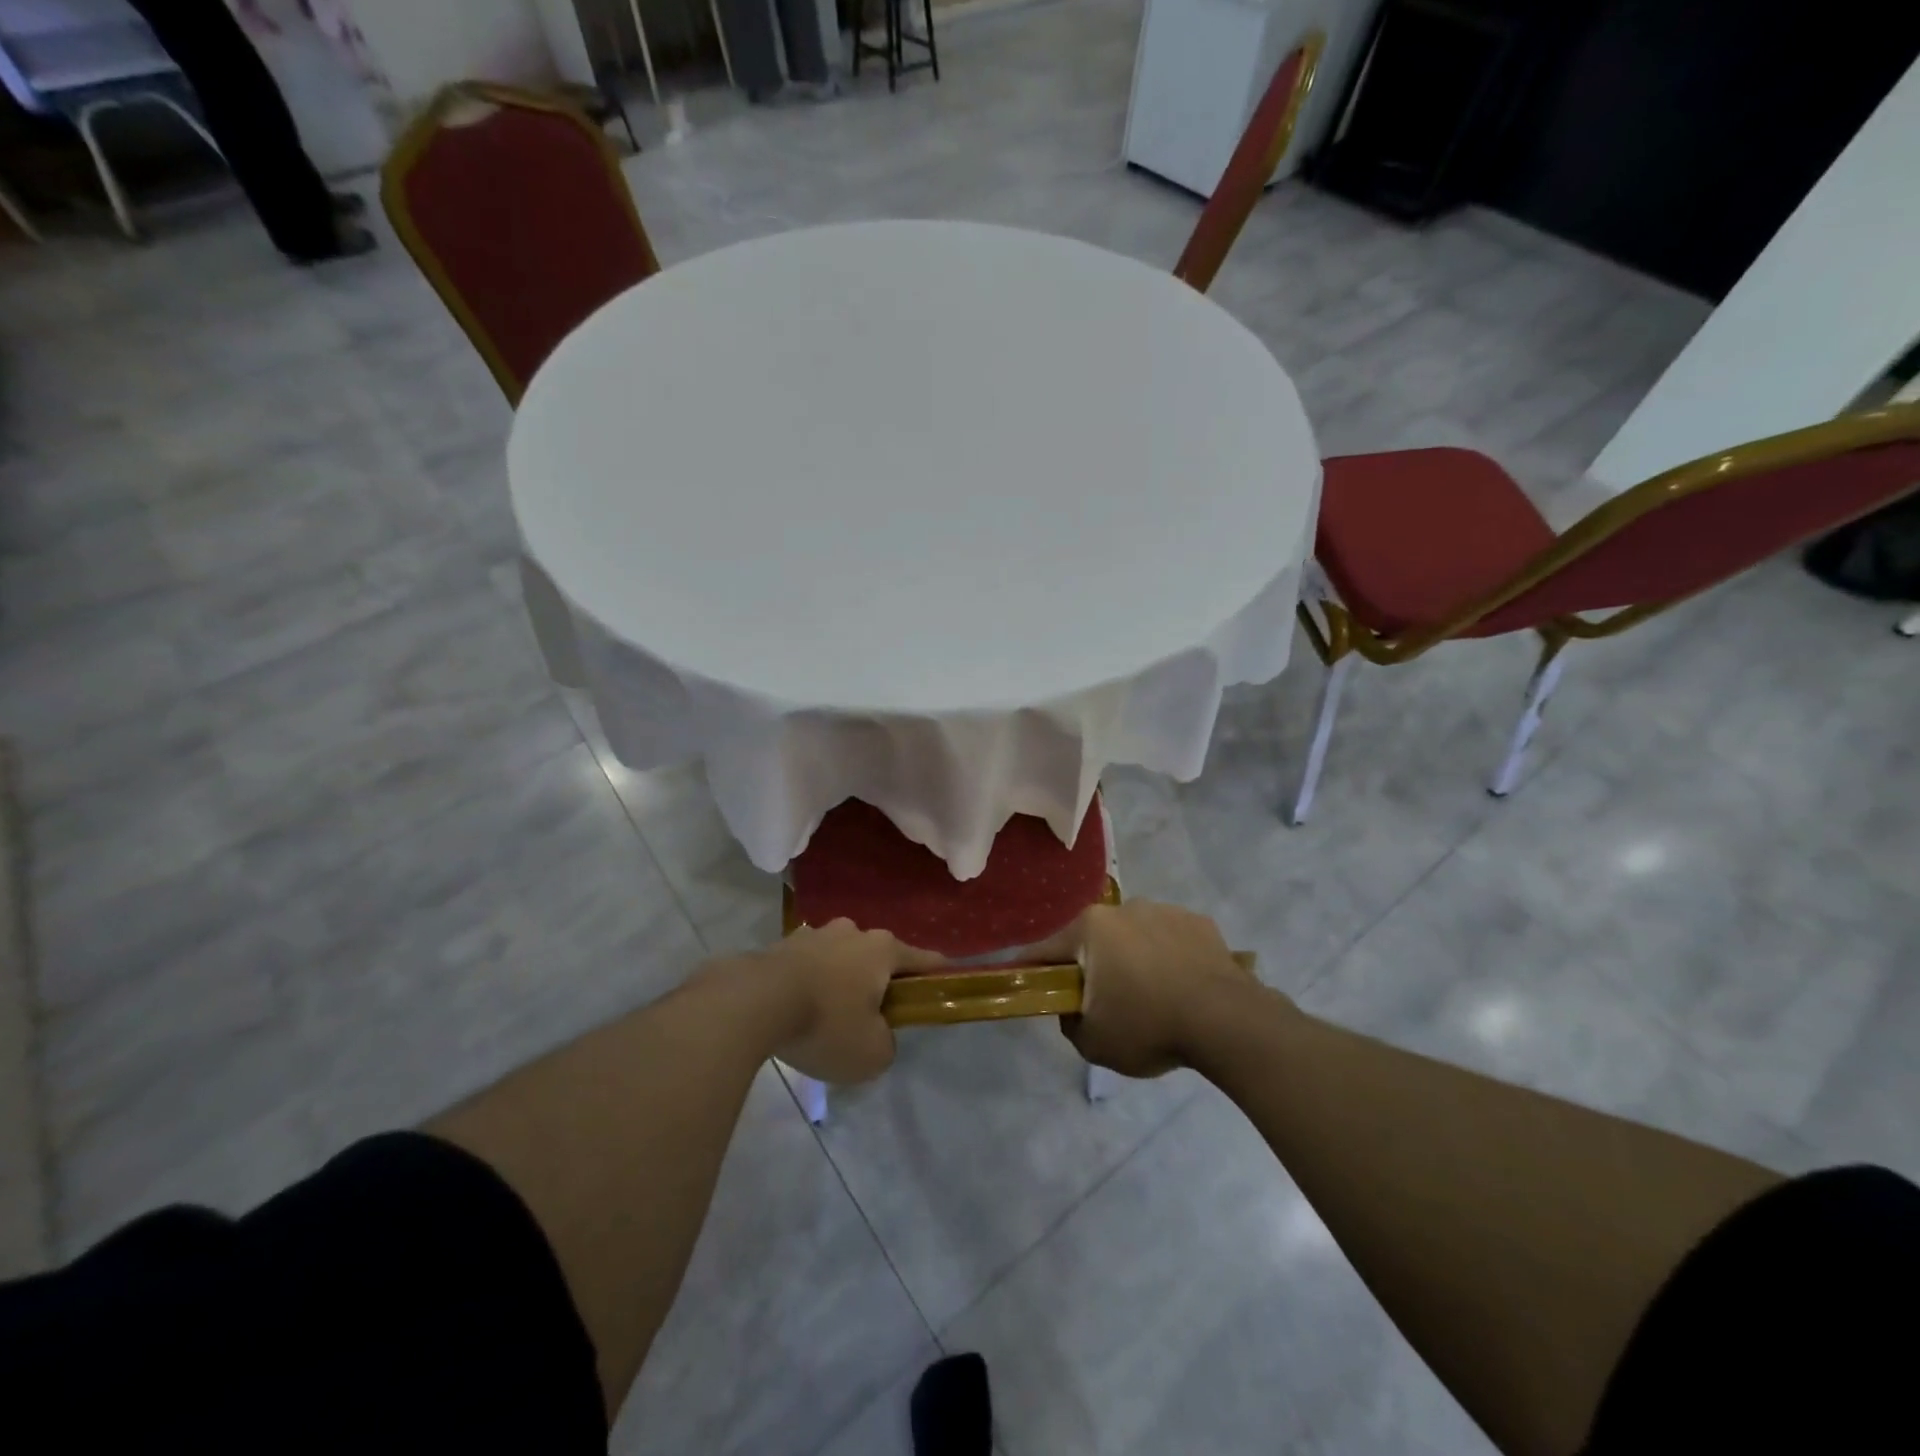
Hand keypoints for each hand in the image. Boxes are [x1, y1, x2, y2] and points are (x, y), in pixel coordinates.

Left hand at [747, 920, 943, 1083]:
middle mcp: (852, 932)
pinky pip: (807, 966)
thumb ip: (887, 1044)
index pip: (924, 959)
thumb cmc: (826, 1023)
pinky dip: (808, 984)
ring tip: (827, 1016)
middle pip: (877, 957)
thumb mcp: (871, 1053)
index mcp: (883, 949)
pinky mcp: (781, 945)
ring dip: (840, 980)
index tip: (946, 983)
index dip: (938, 974)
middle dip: (878, 982)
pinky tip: (797, 1011)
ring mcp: (814, 934)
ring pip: (839, 958)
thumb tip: (877, 1034)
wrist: (752, 1002)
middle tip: (871, 1016)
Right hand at [1050, 901, 1257, 1077]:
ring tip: (1154, 998)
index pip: (1046, 950)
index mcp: (1090, 928)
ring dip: (1134, 959)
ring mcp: (1164, 910)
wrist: (1227, 1021)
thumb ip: (1070, 1023)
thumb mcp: (1093, 1043)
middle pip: (1094, 940)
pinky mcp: (1199, 922)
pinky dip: (1170, 958)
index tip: (1032, 987)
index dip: (1034, 971)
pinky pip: (1171, 940)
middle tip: (1105, 1003)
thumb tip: (1074, 1010)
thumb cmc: (1149, 1026)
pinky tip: (1183, 989)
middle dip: (1093, 966)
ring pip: (1134, 936)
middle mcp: (1124, 908)